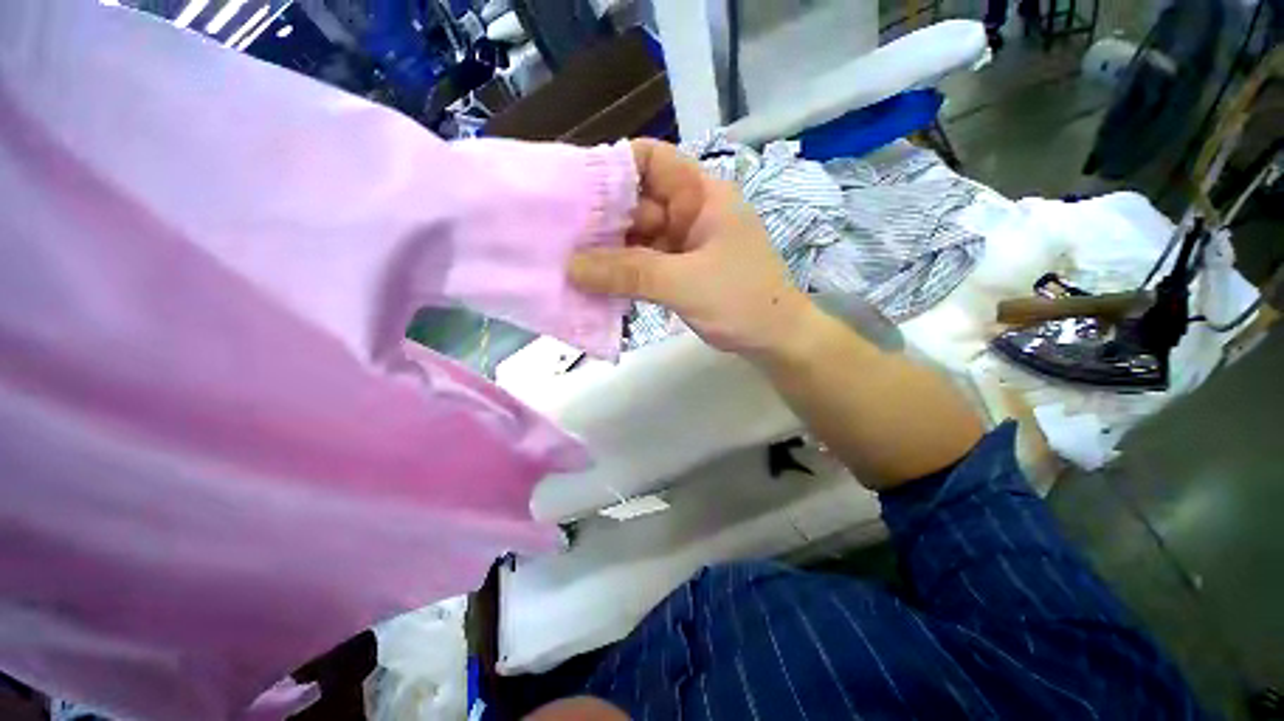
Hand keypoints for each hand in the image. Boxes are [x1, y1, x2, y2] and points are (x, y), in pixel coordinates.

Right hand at [570, 139, 812, 355]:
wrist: (775, 340)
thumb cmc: (742, 302)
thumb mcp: (685, 284)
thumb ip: (629, 274)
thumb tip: (571, 266)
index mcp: (701, 195)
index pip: (652, 160)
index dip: (613, 169)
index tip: (575, 193)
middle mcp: (690, 212)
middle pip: (638, 202)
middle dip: (603, 219)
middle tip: (562, 239)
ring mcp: (685, 243)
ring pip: (637, 236)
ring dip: (609, 251)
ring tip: (571, 263)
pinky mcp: (680, 270)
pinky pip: (644, 263)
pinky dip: (623, 272)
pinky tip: (598, 283)